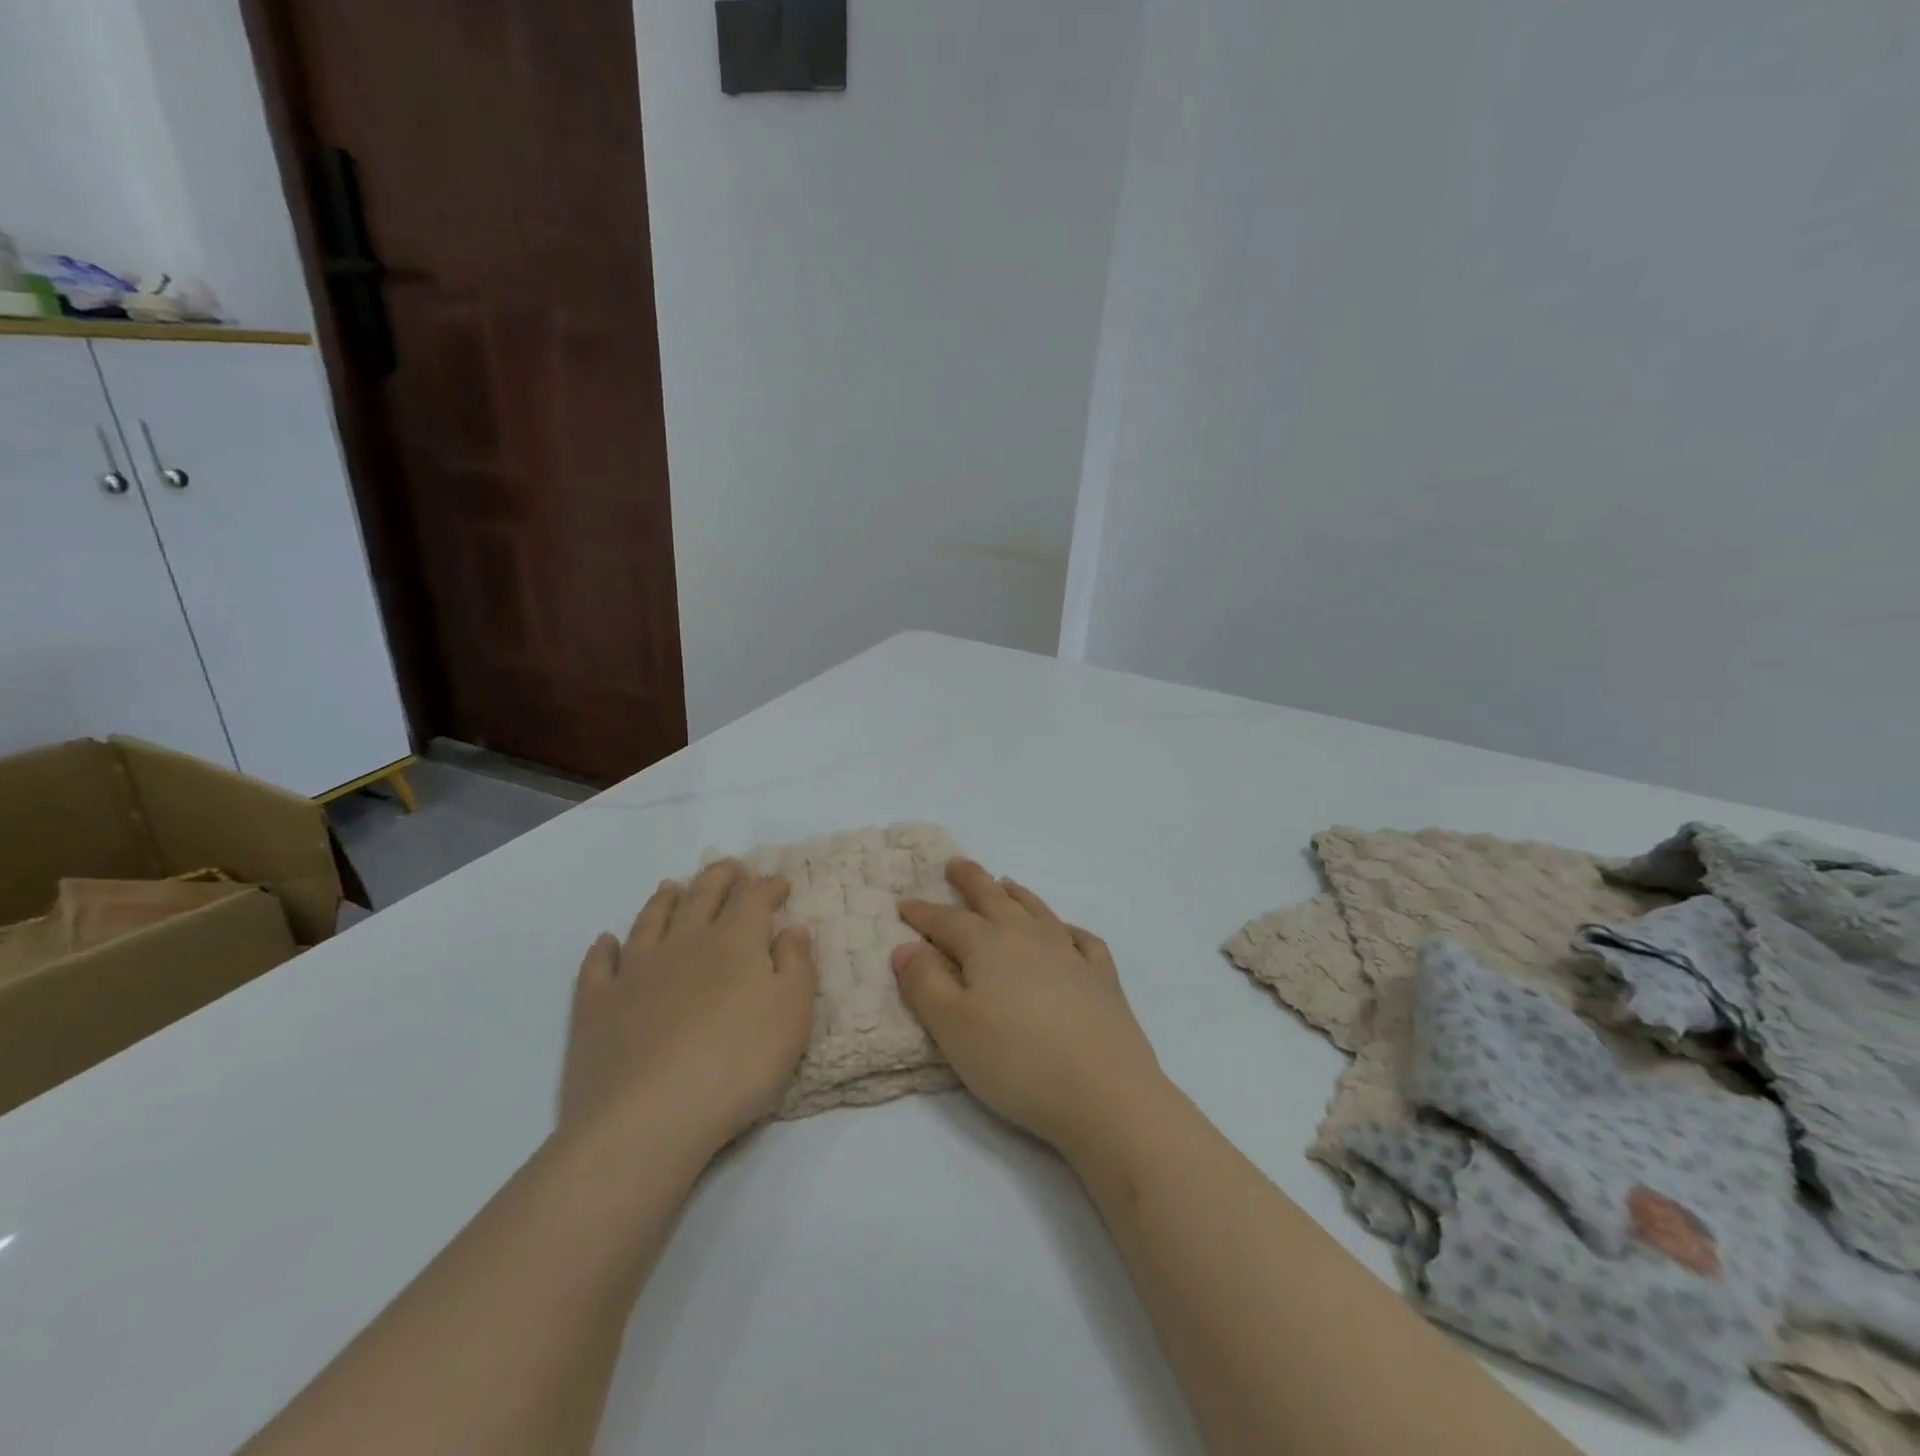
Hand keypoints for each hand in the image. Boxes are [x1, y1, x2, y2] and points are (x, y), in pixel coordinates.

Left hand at [560, 860, 816, 1151]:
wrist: (647, 1120)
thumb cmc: (737, 1065)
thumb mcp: (792, 1015)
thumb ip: (796, 965)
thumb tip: (792, 928)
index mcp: (734, 942)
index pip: (754, 898)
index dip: (768, 885)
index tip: (779, 882)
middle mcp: (684, 943)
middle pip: (702, 896)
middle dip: (720, 877)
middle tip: (731, 867)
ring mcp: (635, 971)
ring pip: (650, 921)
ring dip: (664, 900)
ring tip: (672, 886)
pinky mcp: (596, 1005)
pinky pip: (598, 965)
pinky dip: (603, 948)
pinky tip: (606, 942)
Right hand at [891, 860, 1163, 1153]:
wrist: (1104, 1091)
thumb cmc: (1016, 1061)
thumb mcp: (953, 1028)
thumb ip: (924, 984)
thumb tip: (905, 946)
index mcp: (988, 946)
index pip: (948, 921)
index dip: (923, 912)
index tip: (904, 903)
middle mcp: (1029, 937)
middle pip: (994, 900)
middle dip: (972, 880)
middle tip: (956, 863)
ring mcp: (1070, 953)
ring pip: (1037, 911)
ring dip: (1017, 895)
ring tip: (1005, 883)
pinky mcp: (1102, 978)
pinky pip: (1082, 939)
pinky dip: (1067, 928)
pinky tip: (1065, 933)